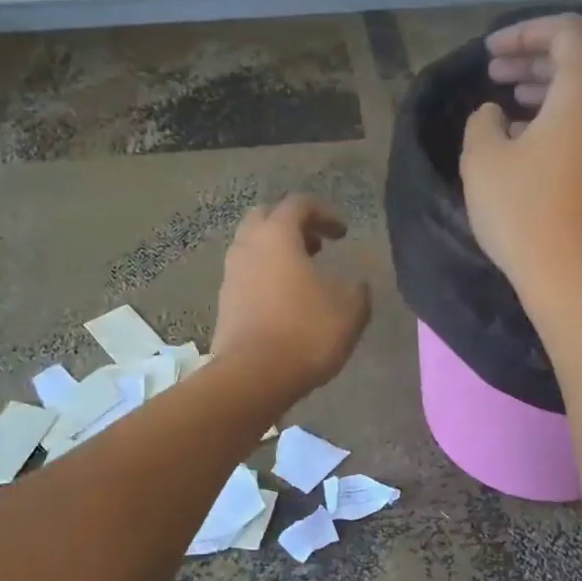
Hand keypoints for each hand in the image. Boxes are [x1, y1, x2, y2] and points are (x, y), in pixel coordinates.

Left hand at [212, 194, 371, 396]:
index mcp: (277, 236)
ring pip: (252, 248)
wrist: (253, 376)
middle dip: (292, 225)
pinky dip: (265, 277)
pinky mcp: (224, 304)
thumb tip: (355, 284)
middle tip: (316, 245)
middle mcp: (247, 247)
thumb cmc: (306, 332)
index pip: (299, 204)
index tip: (343, 233)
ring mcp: (230, 276)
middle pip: (265, 218)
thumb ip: (357, 289)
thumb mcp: (350, 309)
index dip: (325, 212)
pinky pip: (246, 277)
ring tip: (303, 275)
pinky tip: (285, 302)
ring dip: (277, 253)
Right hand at [460, 14, 581, 311]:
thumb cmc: (524, 211)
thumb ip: (482, 122)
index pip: (565, 31)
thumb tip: (494, 115)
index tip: (490, 52)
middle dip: (533, 60)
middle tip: (494, 74)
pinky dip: (557, 118)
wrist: (576, 276)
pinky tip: (525, 142)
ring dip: (544, 91)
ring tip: (506, 103)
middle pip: (578, 61)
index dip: (525, 32)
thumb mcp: (482, 160)